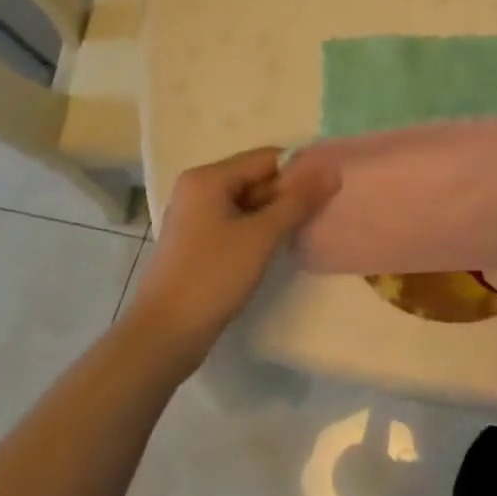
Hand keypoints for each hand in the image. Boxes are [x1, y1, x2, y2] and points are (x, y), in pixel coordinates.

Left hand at [126, 147, 340, 354]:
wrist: (163, 337)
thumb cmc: (212, 276)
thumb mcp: (262, 235)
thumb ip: (298, 200)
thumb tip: (333, 172)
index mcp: (208, 178)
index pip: (266, 158)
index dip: (301, 169)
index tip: (330, 187)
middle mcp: (199, 190)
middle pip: (256, 178)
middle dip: (289, 192)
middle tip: (324, 208)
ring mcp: (196, 217)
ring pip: (248, 202)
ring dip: (277, 212)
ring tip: (308, 225)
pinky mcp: (198, 243)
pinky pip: (237, 222)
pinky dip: (260, 229)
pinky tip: (280, 244)